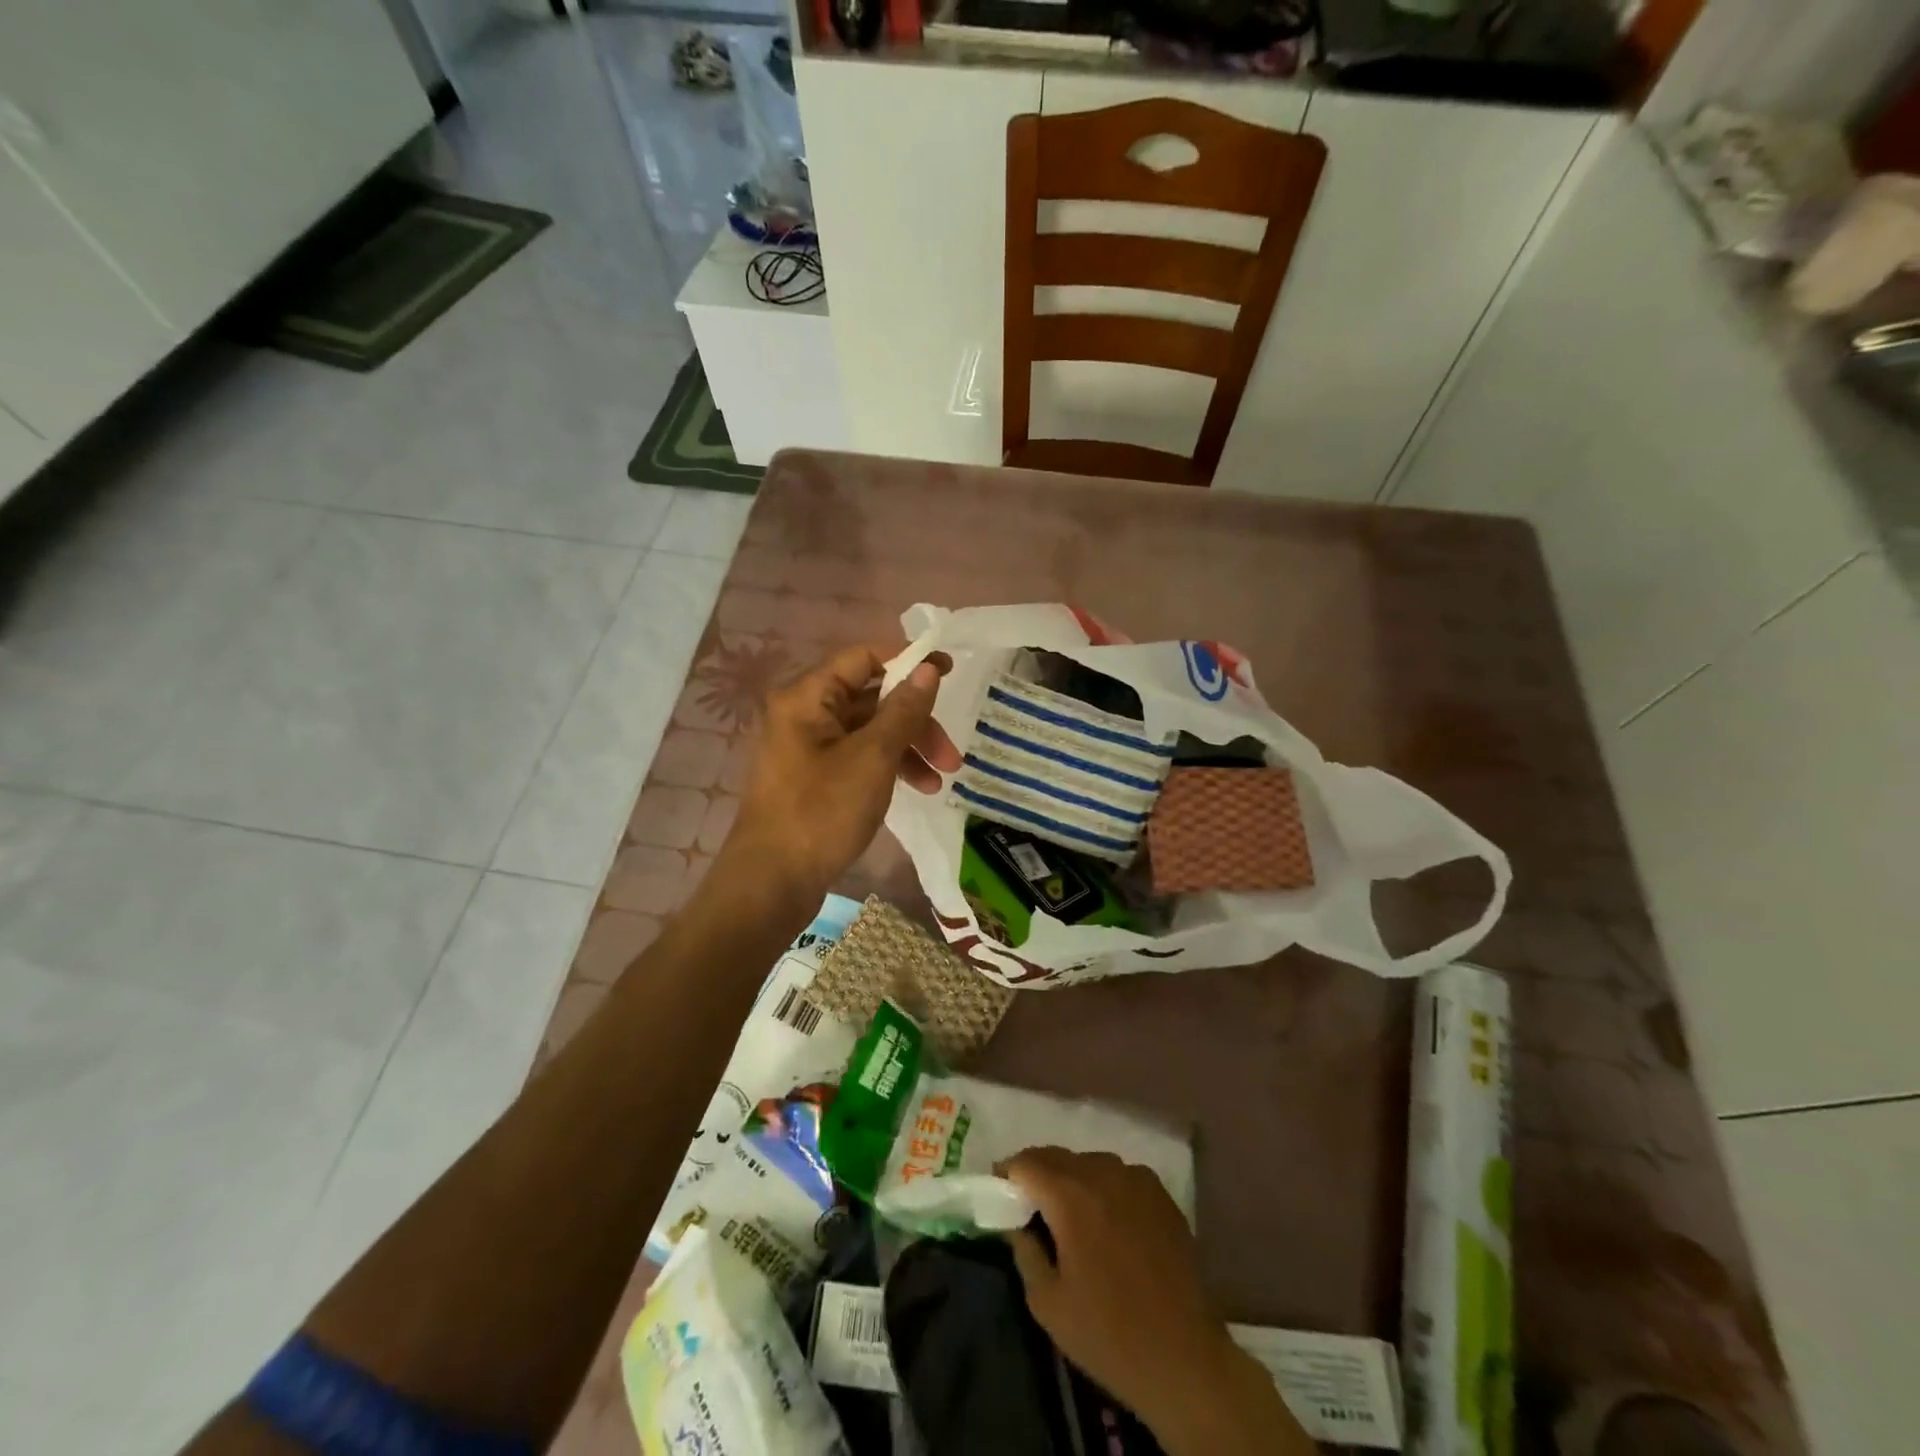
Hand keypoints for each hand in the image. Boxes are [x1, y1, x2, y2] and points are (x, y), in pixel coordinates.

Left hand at [722, 645, 959, 908]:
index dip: (909, 662)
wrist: (772, 883)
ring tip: (940, 781)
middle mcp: (804, 715)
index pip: (864, 658)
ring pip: (869, 732)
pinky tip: (916, 791)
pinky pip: (859, 758)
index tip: (951, 673)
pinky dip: (888, 768)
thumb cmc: (822, 812)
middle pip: (871, 699)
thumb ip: (903, 710)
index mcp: (808, 697)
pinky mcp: (815, 780)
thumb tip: (929, 668)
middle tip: (951, 755)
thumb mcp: (872, 758)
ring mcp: (808, 749)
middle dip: (916, 722)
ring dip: (908, 749)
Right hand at [1003, 1148, 1310, 1455]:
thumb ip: (1024, 1250)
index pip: (1025, 1161)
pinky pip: (1119, 1176)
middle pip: (1057, 1156)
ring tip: (1069, 1215)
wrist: (1185, 1358)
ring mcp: (1136, 1179)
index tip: (999, 1195)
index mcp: (1070, 1195)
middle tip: (1028, 1206)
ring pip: (1089, 1163)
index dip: (1007, 1174)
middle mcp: (1103, 1172)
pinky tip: (1107, 1221)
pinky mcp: (1161, 1194)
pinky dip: (1104, 1187)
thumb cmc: (1108, 1334)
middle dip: (1037, 1173)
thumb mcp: (1047, 1302)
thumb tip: (1014, 1222)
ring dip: (1071, 1179)